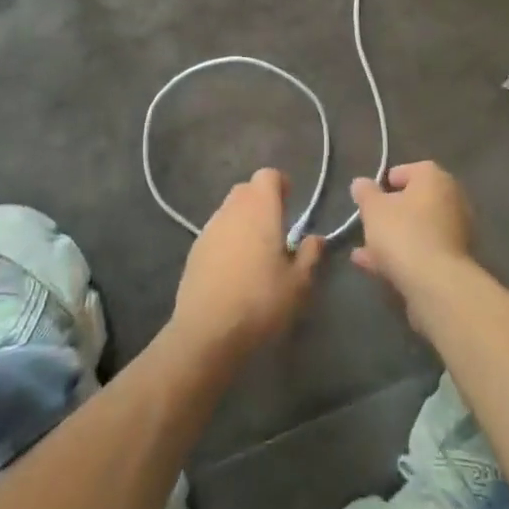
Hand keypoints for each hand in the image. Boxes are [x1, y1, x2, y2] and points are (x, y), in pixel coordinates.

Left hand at [171, 169, 323, 365]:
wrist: (207, 332)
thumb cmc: (260, 302)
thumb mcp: (298, 284)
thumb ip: (309, 255)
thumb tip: (315, 238)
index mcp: (260, 209)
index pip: (268, 175)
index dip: (280, 184)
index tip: (291, 202)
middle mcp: (232, 210)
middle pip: (246, 189)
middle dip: (262, 200)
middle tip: (276, 227)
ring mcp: (209, 229)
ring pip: (229, 210)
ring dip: (243, 220)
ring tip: (256, 250)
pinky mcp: (194, 250)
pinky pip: (216, 232)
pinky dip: (227, 239)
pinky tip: (234, 268)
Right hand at [349, 161, 475, 326]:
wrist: (436, 283)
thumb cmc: (402, 232)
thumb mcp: (373, 208)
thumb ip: (365, 192)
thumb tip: (360, 183)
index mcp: (435, 178)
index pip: (409, 170)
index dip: (386, 182)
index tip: (369, 197)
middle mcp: (451, 199)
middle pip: (414, 201)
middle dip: (389, 214)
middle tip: (368, 224)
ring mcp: (456, 231)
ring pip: (417, 229)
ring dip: (392, 237)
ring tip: (363, 251)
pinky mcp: (453, 260)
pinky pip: (422, 250)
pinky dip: (402, 255)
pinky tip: (375, 267)